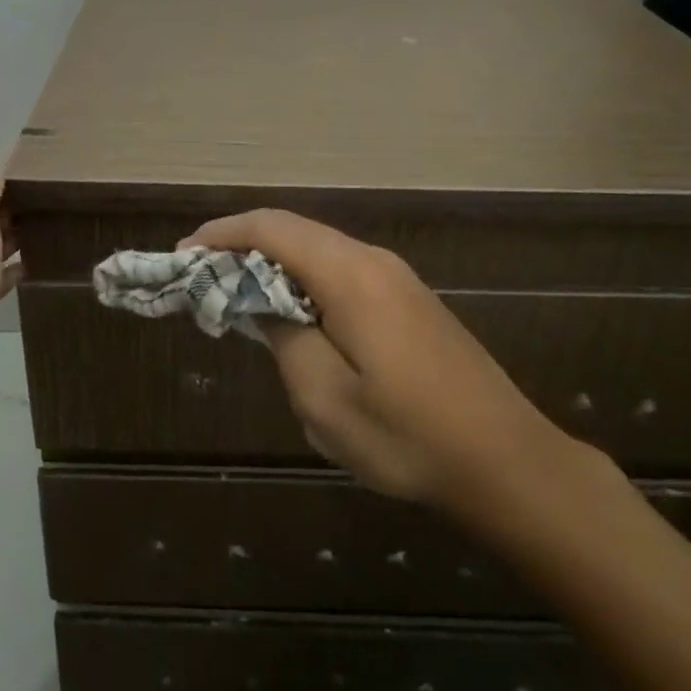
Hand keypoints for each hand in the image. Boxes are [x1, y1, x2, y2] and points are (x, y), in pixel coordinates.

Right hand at [186, 210, 560, 509]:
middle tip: (202, 278)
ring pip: (319, 250)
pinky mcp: (409, 300)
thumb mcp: (326, 399)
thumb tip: (262, 301)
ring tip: (236, 296)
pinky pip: (342, 271)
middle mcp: (373, 260)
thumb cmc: (409, 437)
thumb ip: (283, 337)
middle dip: (242, 246)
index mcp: (350, 275)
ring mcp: (396, 277)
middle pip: (295, 231)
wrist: (507, 461)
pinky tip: (291, 314)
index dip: (223, 234)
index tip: (183, 253)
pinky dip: (303, 280)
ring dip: (273, 264)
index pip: (272, 228)